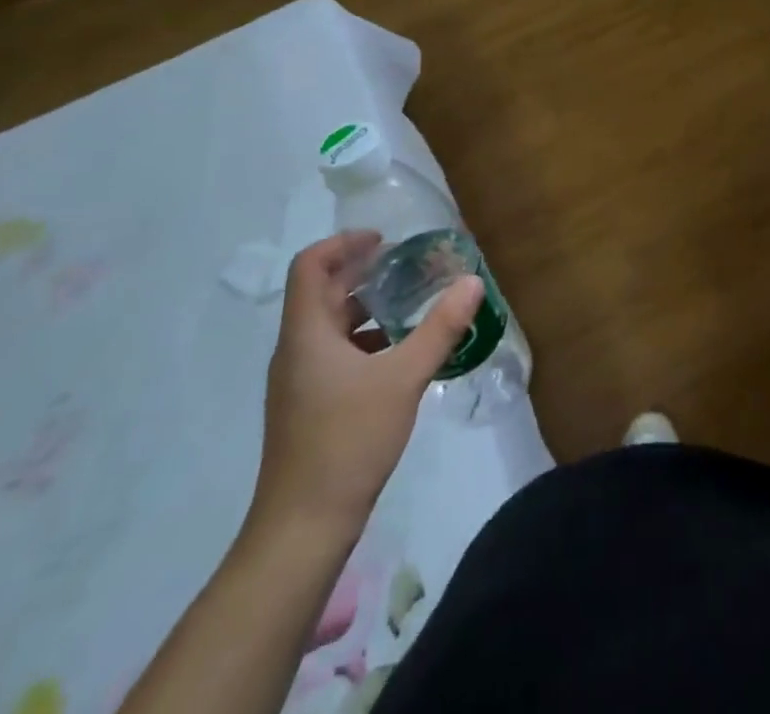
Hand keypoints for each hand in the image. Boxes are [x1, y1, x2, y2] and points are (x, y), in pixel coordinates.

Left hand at [251, 232, 482, 545]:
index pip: (310, 266)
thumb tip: (473, 281)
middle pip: (322, 293)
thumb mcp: (403, 378)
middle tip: (409, 264)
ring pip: (330, 326)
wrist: (303, 529)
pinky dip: (366, 341)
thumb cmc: (347, 441)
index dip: (343, 243)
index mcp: (306, 334)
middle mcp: (296, 351)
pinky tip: (401, 355)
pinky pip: (335, 354)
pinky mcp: (309, 407)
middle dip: (363, 273)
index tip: (384, 240)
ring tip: (411, 305)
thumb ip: (440, 328)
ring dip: (367, 308)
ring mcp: (299, 382)